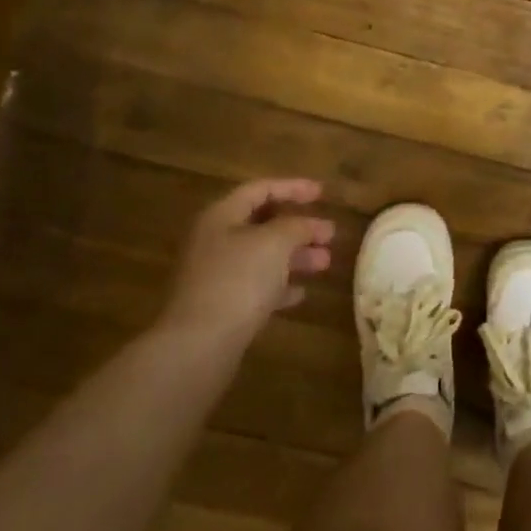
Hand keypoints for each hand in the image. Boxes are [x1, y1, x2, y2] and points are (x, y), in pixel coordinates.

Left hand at [154, 179, 334, 354]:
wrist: (200, 343)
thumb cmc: (238, 280)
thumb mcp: (274, 242)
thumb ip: (296, 226)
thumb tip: (310, 224)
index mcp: (221, 217)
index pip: (260, 189)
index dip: (293, 187)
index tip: (323, 193)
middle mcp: (215, 241)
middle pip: (262, 224)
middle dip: (299, 227)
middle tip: (330, 234)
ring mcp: (216, 275)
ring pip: (262, 257)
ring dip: (295, 257)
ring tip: (325, 263)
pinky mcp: (221, 306)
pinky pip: (256, 287)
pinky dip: (280, 286)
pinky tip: (301, 293)